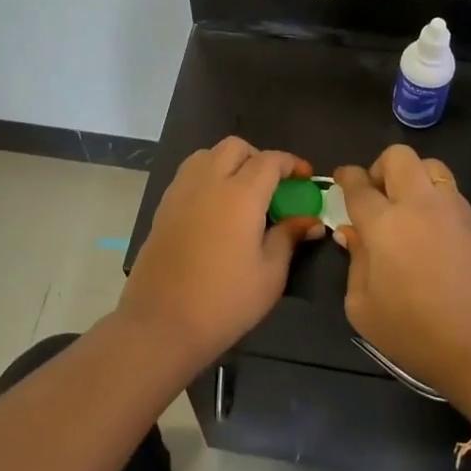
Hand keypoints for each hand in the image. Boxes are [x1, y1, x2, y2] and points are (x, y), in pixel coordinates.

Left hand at [119, 138, 324, 372]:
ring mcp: (180, 192)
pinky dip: (207, 177)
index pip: (270, 160)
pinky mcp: (163, 208)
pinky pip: (188, 175)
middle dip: (258, 157)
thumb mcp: (270, 274)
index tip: (305, 178)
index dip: (291, 163)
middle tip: (273, 185)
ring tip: (242, 193)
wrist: (161, 324)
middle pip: (235, 147)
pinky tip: (216, 209)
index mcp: (240, 194)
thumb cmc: (225, 301)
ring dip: (228, 163)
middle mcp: (208, 182)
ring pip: (207, 155)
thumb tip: (309, 220)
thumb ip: (289, 238)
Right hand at [334, 146, 470, 415]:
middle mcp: (418, 204)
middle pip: (398, 156)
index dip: (346, 177)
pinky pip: (449, 189)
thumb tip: (352, 234)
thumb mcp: (363, 308)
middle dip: (380, 167)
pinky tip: (428, 226)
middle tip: (375, 196)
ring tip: (404, 207)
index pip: (359, 184)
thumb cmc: (415, 333)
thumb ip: (354, 262)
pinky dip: (433, 194)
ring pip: (430, 165)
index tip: (340, 180)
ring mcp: (452, 210)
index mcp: (384, 224)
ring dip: (412, 176)